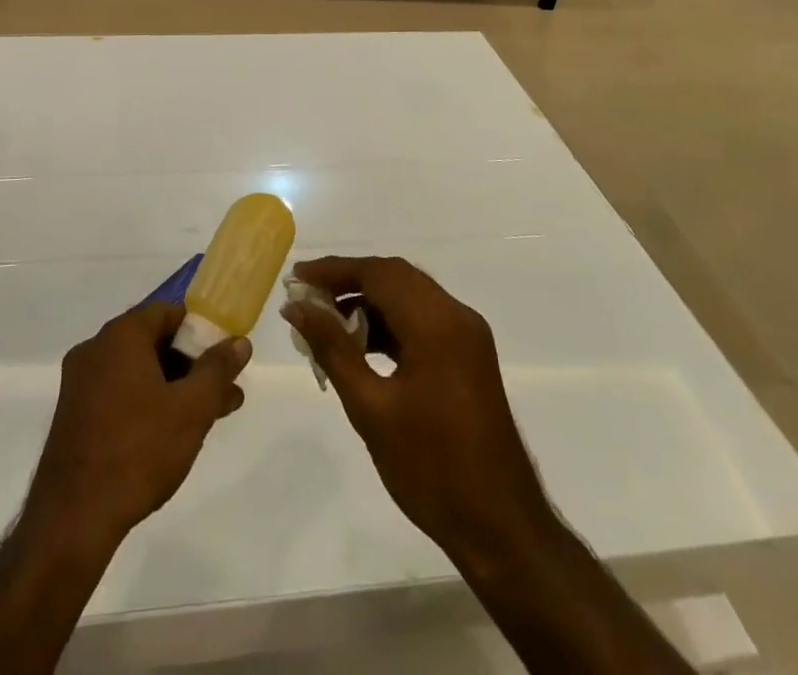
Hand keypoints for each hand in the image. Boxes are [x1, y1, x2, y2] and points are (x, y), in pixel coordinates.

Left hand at [25, 301, 249, 543]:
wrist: (72, 518)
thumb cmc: (138, 450)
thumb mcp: (192, 408)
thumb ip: (218, 370)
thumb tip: (240, 342)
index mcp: (120, 335)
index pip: (167, 312)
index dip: (200, 329)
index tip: (223, 355)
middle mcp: (95, 350)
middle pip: (153, 342)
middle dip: (192, 364)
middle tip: (224, 389)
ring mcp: (80, 385)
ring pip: (138, 373)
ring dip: (174, 387)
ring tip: (212, 416)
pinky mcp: (74, 418)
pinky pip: (119, 395)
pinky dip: (148, 404)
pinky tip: (172, 435)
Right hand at [282, 256, 552, 560]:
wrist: (501, 527)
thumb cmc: (431, 468)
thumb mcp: (371, 408)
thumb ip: (332, 348)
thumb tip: (297, 307)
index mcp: (437, 323)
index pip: (378, 273)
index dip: (334, 270)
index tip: (297, 277)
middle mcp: (457, 316)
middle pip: (395, 277)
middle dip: (349, 281)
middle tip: (307, 297)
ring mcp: (468, 336)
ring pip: (409, 296)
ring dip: (369, 301)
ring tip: (326, 322)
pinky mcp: (469, 356)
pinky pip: (423, 320)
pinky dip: (390, 322)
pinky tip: (361, 345)